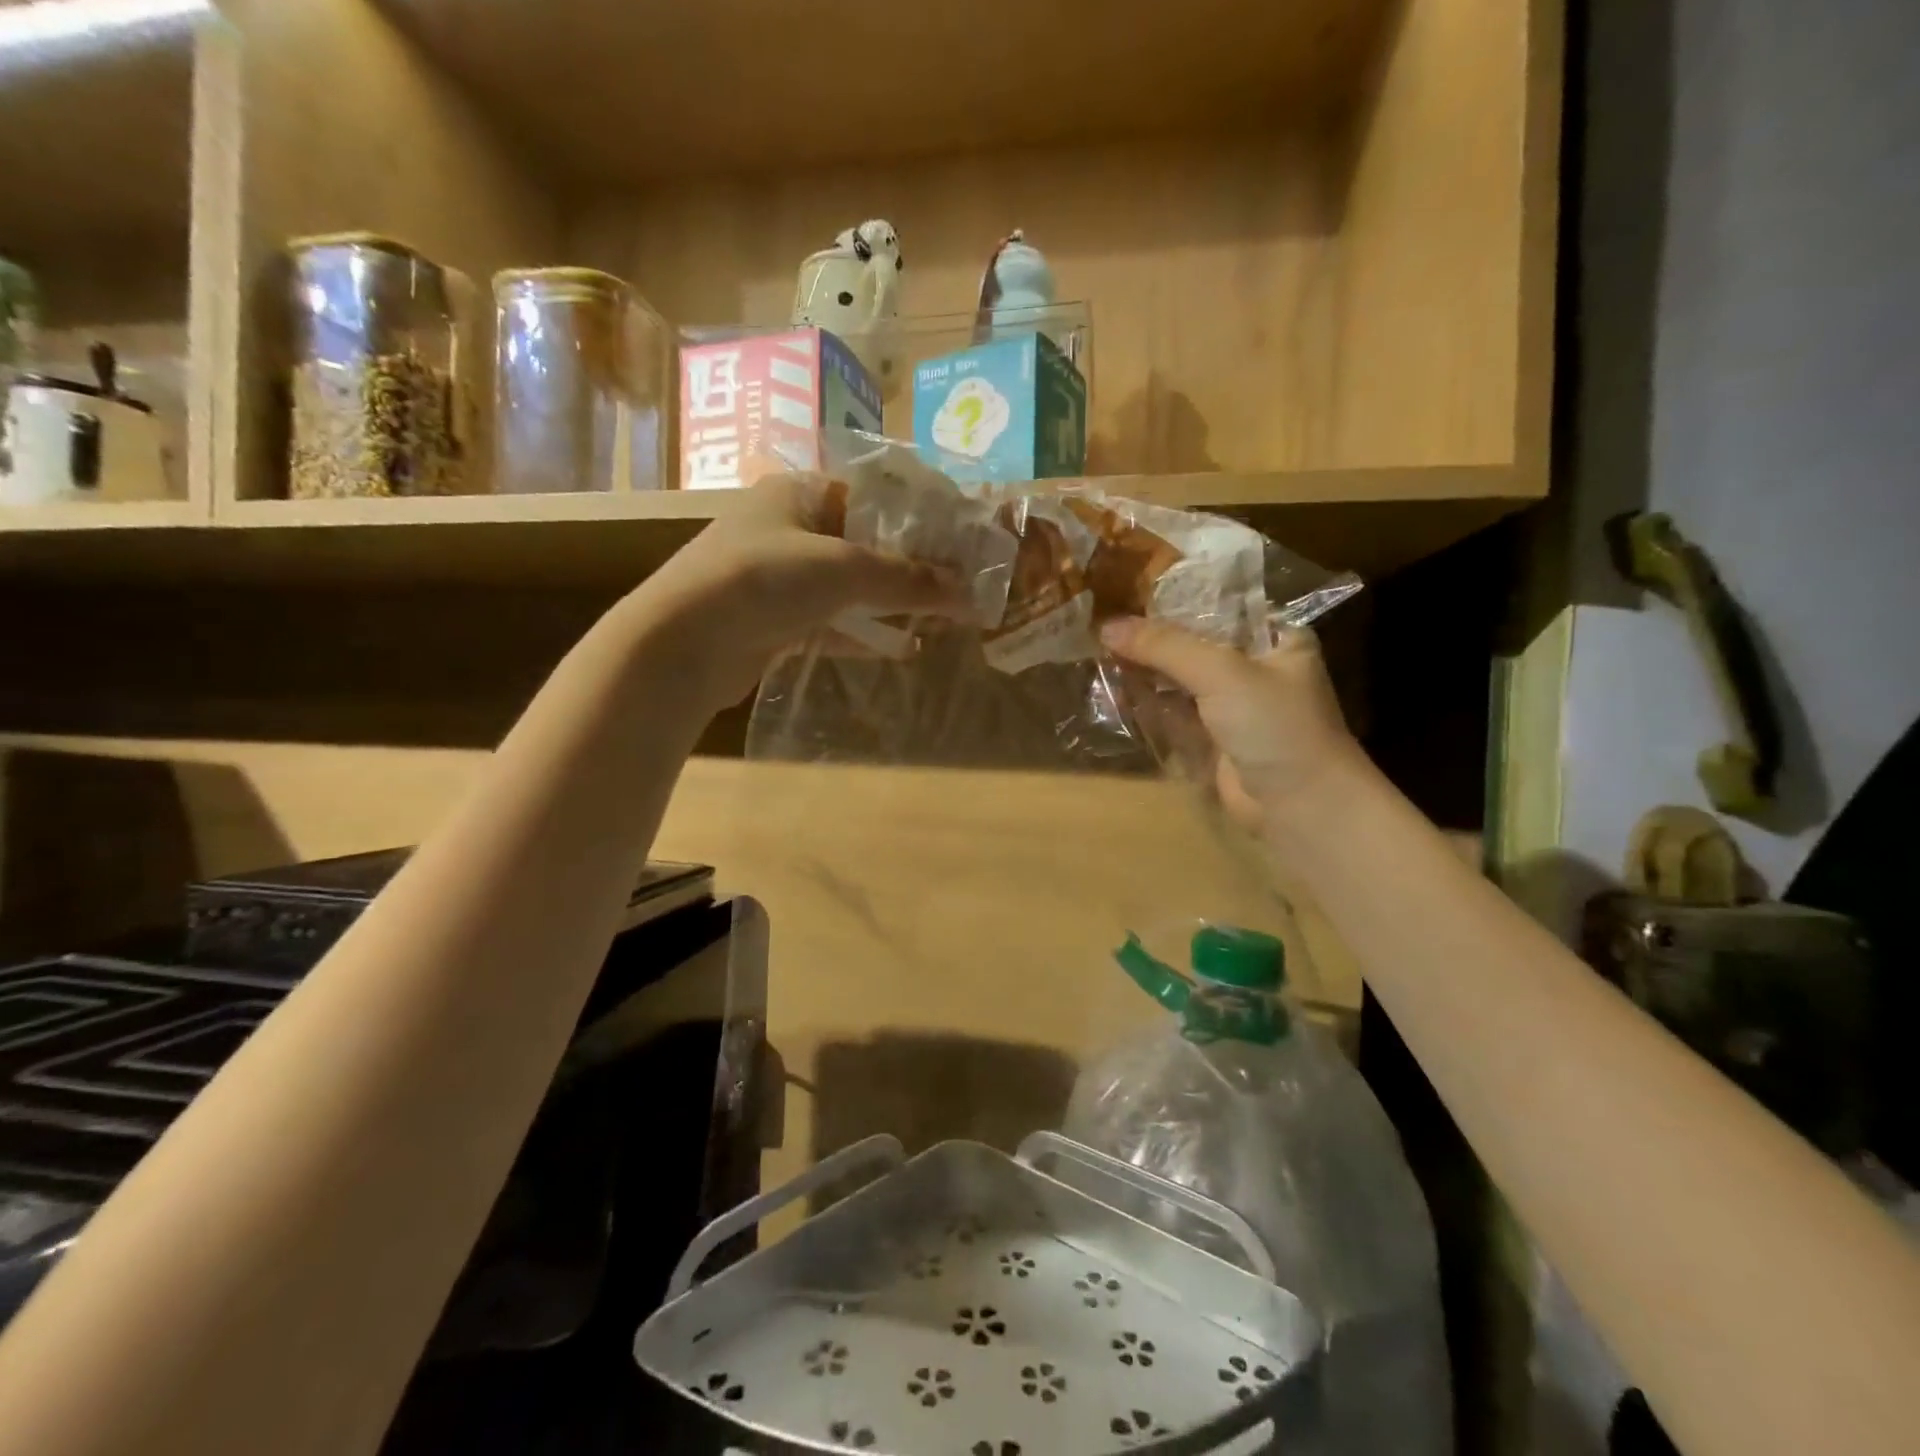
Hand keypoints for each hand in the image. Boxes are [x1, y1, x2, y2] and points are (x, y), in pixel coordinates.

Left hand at [632, 473, 964, 709]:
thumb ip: (907, 580)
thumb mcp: (844, 569)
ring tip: (941, 616)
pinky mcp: (775, 621)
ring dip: (892, 603)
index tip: (961, 539)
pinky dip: (866, 634)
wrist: (682, 644)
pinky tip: (904, 648)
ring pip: (850, 586)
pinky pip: (833, 622)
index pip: (873, 495)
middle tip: (959, 583)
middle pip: (865, 542)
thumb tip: (968, 594)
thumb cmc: (763, 580)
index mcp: (799, 492)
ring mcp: (779, 578)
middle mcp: (789, 528)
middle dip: (912, 565)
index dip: (920, 516)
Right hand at [1099, 617, 1366, 840]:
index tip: (1125, 589)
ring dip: (1143, 669)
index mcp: (1275, 637)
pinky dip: (1146, 702)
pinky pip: (1172, 713)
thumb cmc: (1275, 725)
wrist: (1301, 806)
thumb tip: (1106, 626)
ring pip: (1179, 679)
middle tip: (1101, 622)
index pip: (1217, 605)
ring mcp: (1232, 705)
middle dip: (1150, 637)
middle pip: (1193, 643)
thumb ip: (1164, 647)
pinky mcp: (1212, 739)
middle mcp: (1255, 666)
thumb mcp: (1221, 672)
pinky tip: (1112, 688)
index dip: (1173, 599)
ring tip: (1096, 650)